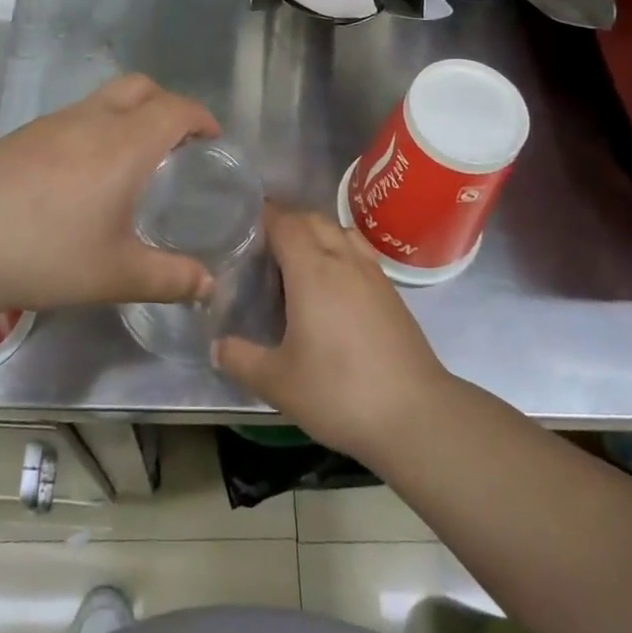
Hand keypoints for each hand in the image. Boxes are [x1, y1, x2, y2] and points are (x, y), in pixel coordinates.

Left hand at [0, 74, 220, 313]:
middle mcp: (91, 120)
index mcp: (124, 145)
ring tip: (132, 159)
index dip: (201, 117)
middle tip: (177, 143)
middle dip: (167, 104)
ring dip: (129, 113)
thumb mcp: (115, 275)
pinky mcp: (24, 133)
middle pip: (141, 87)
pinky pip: (75, 115)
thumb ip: (170, 278)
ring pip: (104, 98)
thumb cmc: (45, 255)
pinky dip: (96, 127)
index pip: (175, 109)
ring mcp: (53, 122)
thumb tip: (208, 285)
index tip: (213, 138)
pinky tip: (82, 173)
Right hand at [215, 208, 451, 463]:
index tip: (244, 230)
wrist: (415, 415)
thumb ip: (241, 359)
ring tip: (299, 264)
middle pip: (313, 219)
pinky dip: (340, 253)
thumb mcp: (278, 382)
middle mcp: (342, 259)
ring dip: (317, 235)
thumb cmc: (339, 391)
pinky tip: (333, 288)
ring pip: (340, 232)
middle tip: (265, 251)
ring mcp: (372, 273)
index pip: (285, 221)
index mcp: (312, 269)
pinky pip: (358, 253)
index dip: (264, 217)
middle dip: (288, 223)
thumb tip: (216, 346)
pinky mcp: (391, 292)